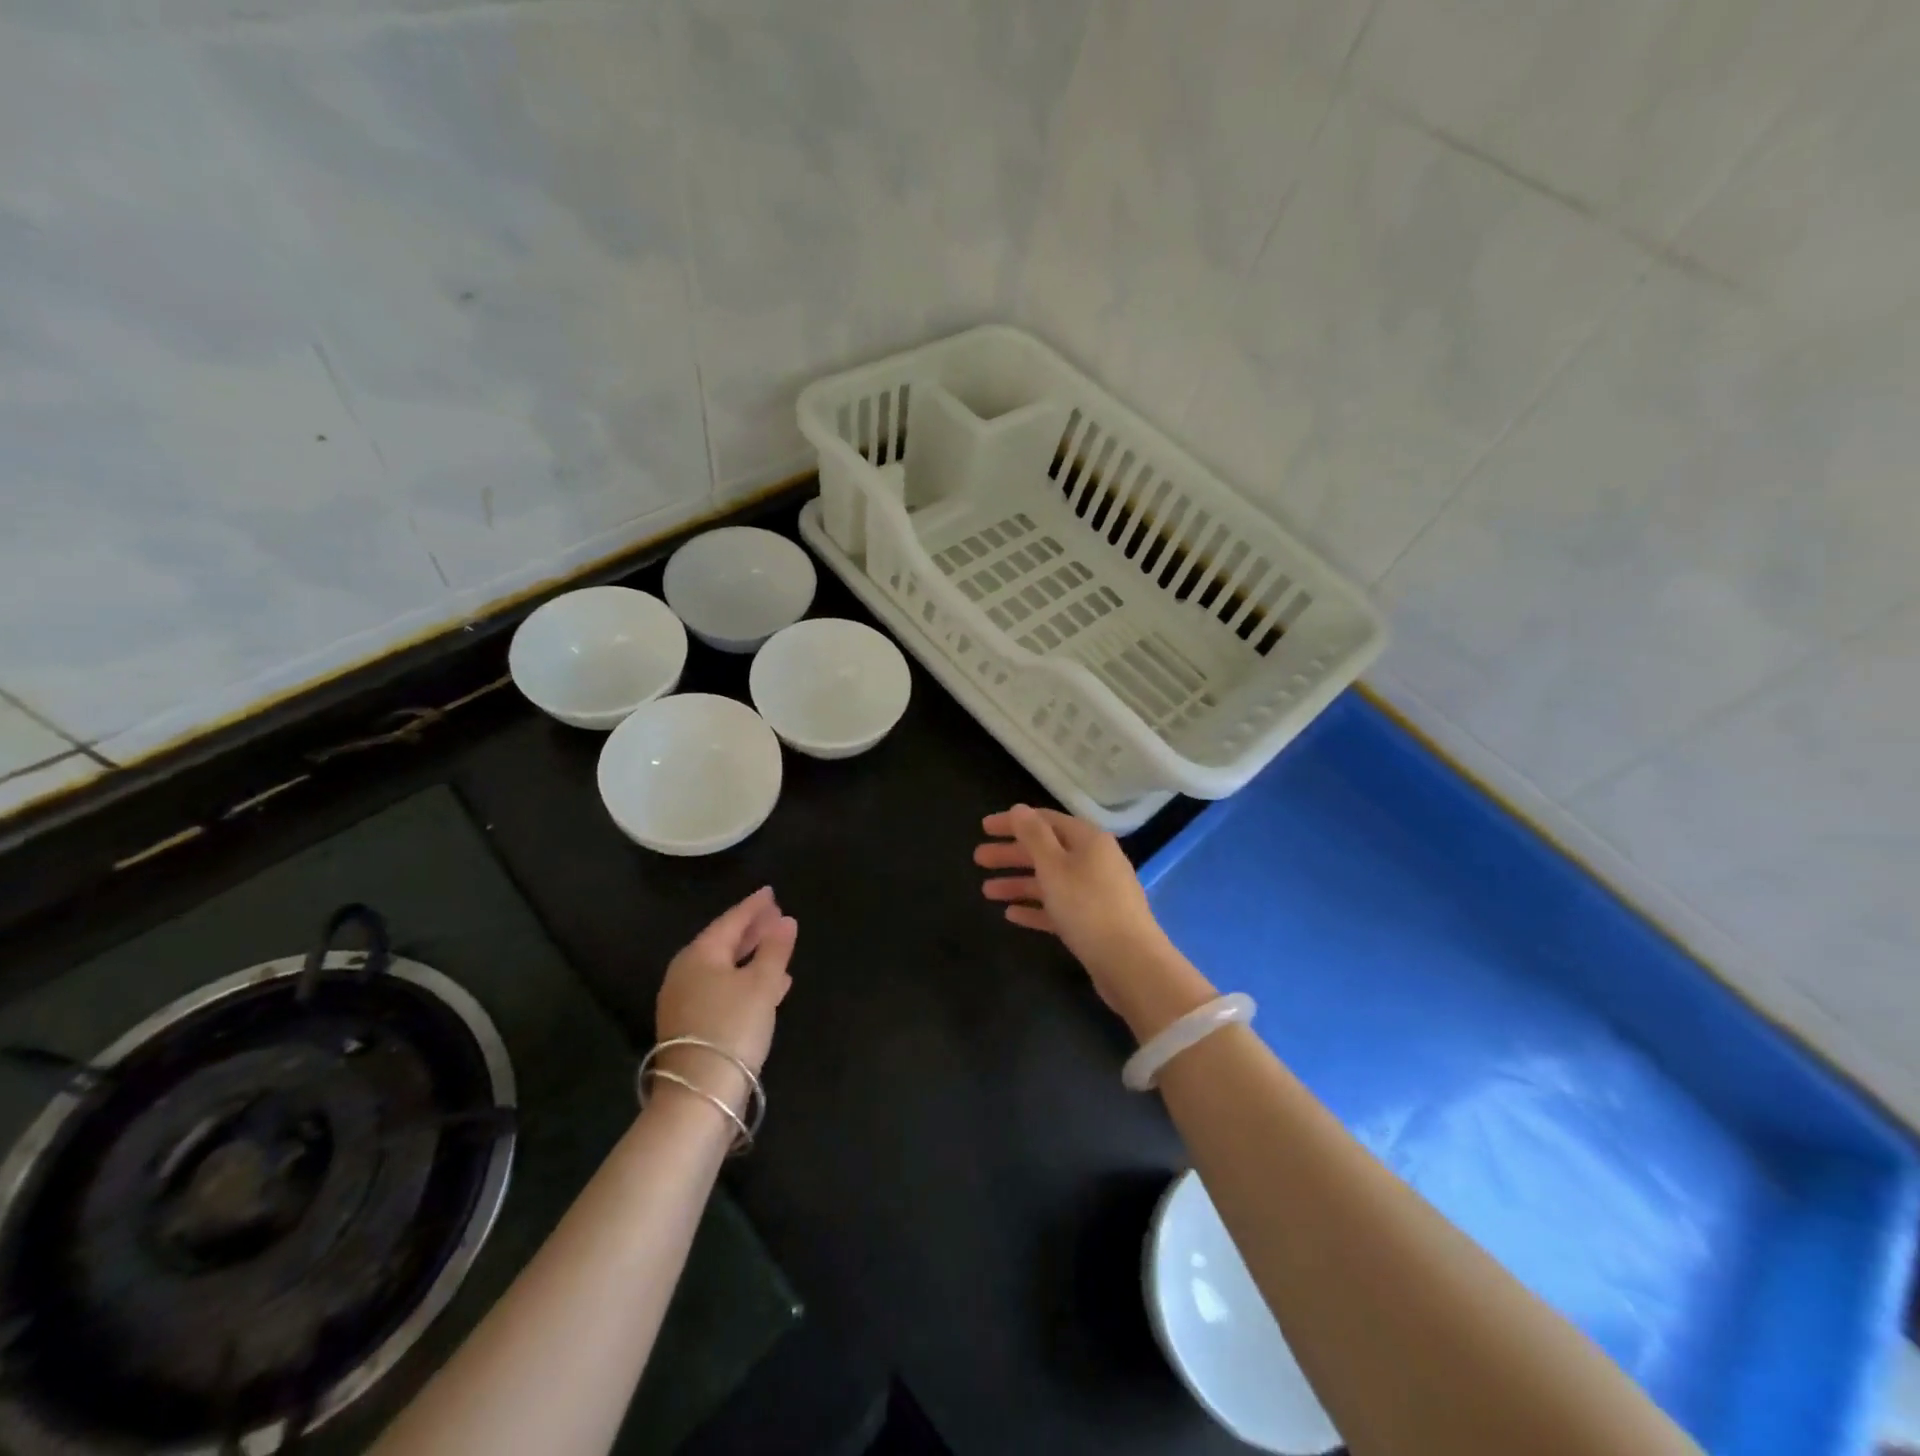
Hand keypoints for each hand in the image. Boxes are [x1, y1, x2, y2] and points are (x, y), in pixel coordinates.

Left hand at [654, 887, 796, 1114]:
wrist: (699, 1093)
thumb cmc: (733, 1027)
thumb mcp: (762, 985)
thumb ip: (775, 949)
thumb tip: (786, 921)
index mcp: (700, 955)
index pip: (731, 920)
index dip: (754, 906)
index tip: (771, 892)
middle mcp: (686, 972)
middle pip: (724, 942)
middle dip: (753, 929)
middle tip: (777, 915)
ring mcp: (685, 1000)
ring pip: (725, 967)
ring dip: (752, 955)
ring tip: (778, 946)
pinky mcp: (691, 1024)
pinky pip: (723, 988)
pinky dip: (745, 979)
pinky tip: (770, 986)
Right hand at [975, 805, 1209, 1037]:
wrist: (1130, 963)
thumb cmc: (1087, 906)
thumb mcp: (1054, 866)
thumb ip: (1034, 836)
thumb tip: (1019, 809)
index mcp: (1088, 840)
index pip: (1045, 821)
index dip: (1013, 822)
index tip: (984, 828)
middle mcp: (1095, 861)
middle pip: (1046, 850)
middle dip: (1011, 854)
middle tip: (978, 859)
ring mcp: (1096, 893)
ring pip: (1050, 881)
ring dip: (1018, 883)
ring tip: (986, 891)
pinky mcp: (1094, 922)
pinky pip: (1059, 907)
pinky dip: (1035, 908)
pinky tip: (1011, 915)